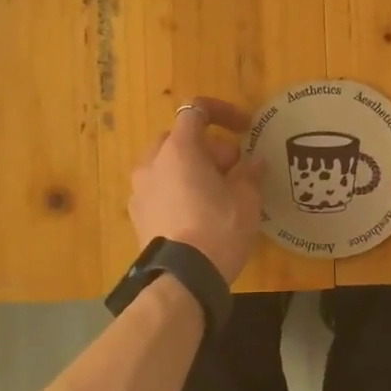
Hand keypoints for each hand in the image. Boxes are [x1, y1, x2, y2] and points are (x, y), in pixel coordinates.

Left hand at [129, 99, 266, 283]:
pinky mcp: (137, 216)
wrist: (182, 279)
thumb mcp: (246, 198)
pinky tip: (198, 214)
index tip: (245, 129)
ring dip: (192, 170)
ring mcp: (139, 190)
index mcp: (178, 149)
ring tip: (218, 194)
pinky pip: (160, 190)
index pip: (196, 111)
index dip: (223, 113)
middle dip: (209, 148)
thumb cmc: (218, 228)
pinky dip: (179, 191)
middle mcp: (152, 163)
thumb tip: (253, 162)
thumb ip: (249, 172)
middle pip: (181, 139)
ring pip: (168, 165)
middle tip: (234, 169)